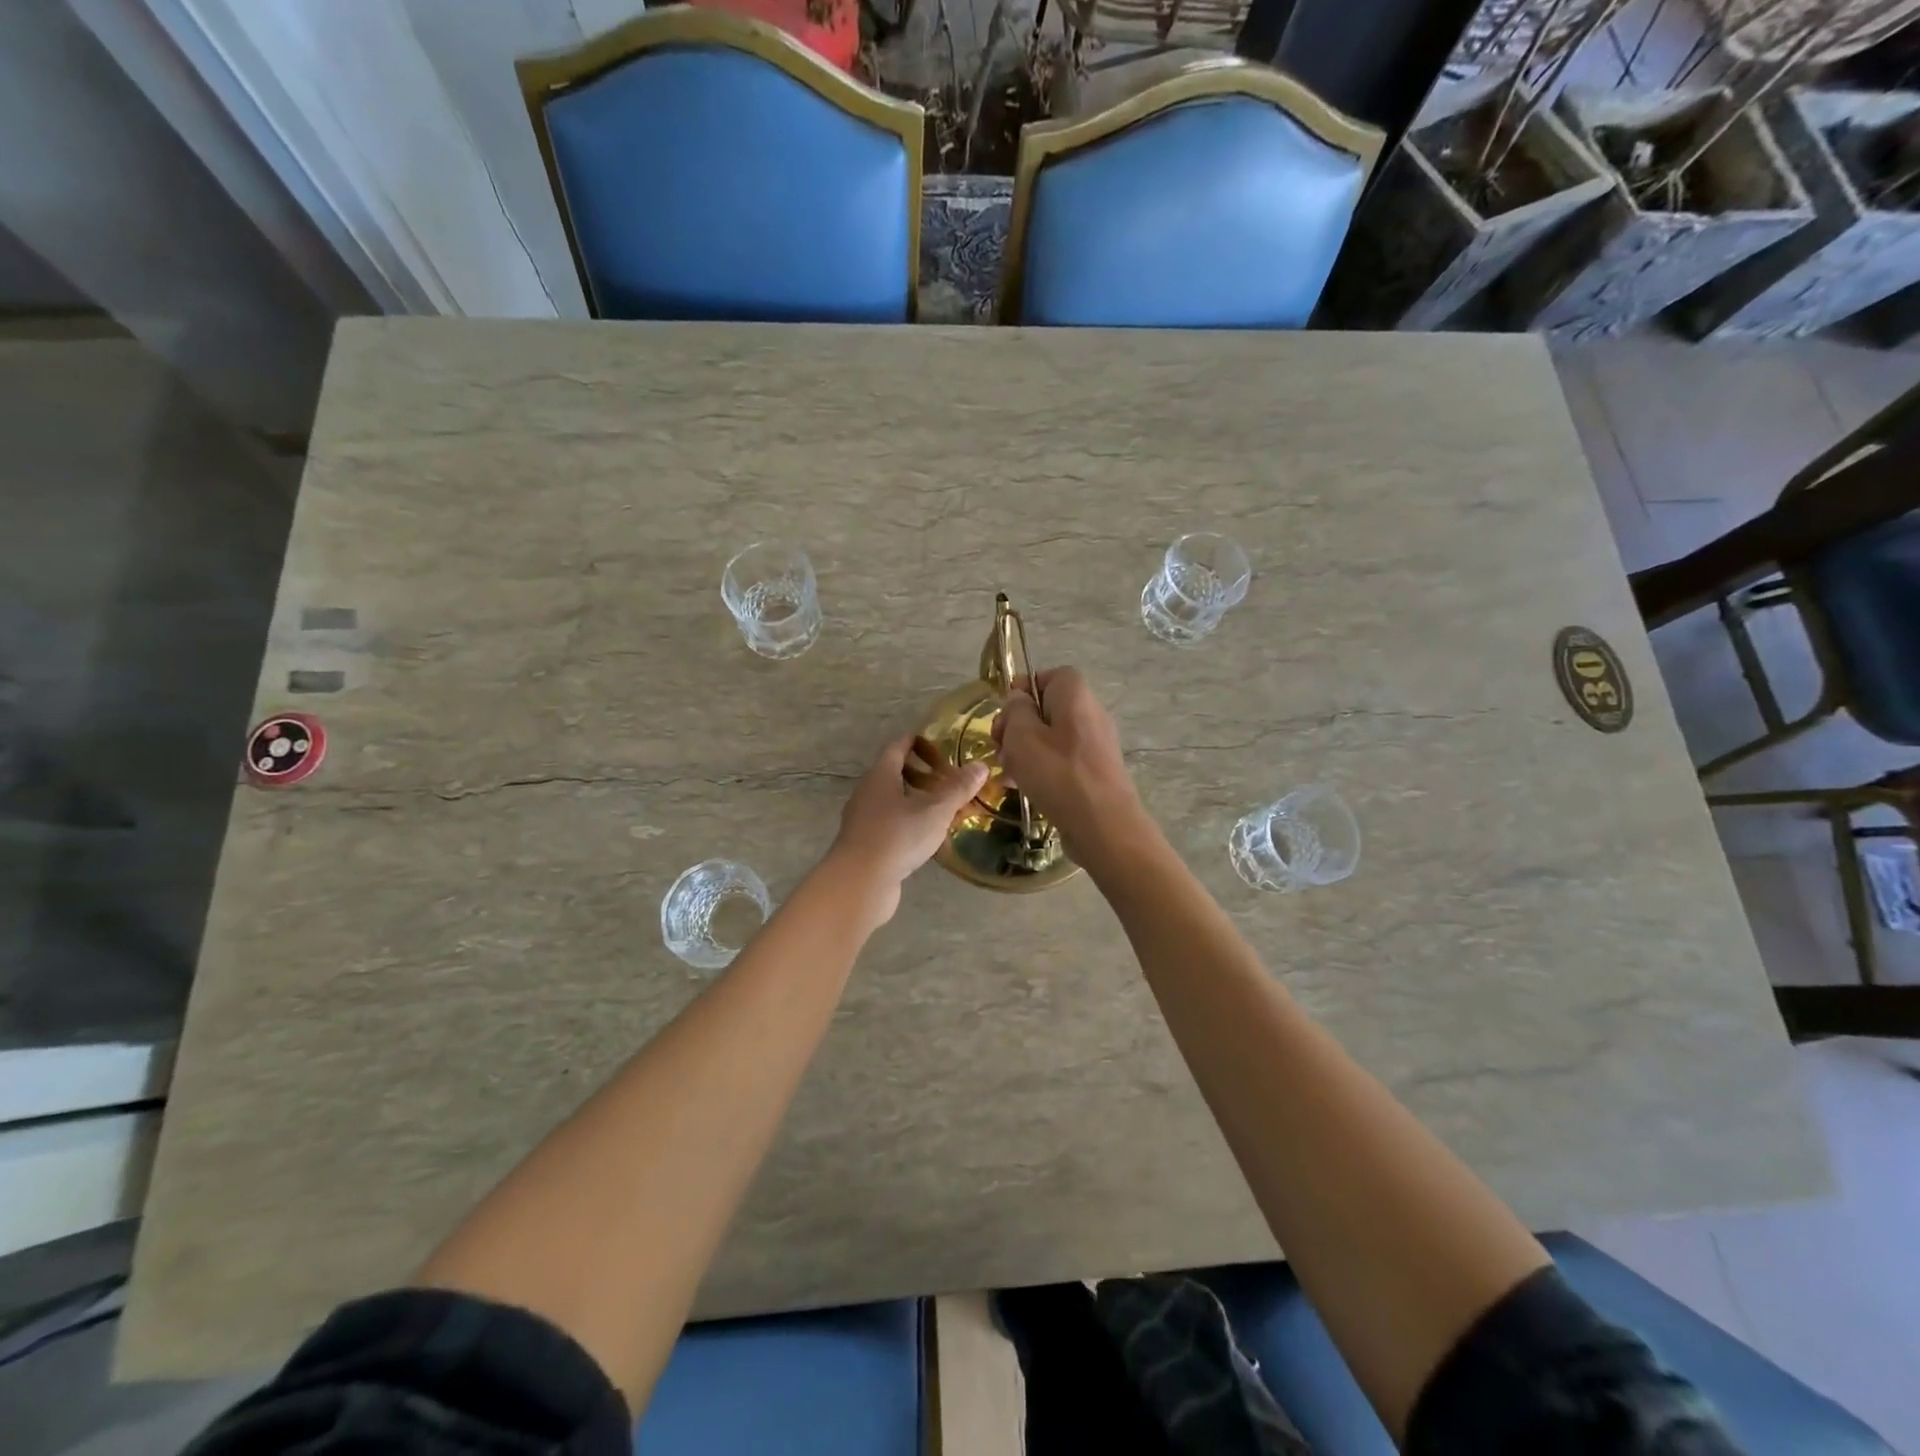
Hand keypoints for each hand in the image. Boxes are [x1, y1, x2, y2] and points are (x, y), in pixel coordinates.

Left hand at [827, 733, 987, 923]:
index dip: (918, 742)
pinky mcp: (865, 844)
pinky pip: (890, 824)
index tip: (941, 746)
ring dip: (916, 800)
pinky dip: (909, 823)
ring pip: (892, 801)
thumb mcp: (935, 810)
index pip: (898, 746)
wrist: (860, 882)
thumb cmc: (898, 836)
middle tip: (949, 780)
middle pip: (894, 773)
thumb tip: (981, 766)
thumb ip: (958, 788)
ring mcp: (863, 819)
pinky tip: (928, 837)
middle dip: (921, 774)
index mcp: (881, 775)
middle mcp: (868, 792)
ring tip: (944, 809)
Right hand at [992, 667, 1140, 857]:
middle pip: (1047, 709)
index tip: (1004, 713)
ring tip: (1006, 772)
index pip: (1049, 676)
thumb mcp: (1022, 736)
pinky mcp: (1095, 772)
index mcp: (1075, 695)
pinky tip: (1022, 788)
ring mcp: (1095, 745)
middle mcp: (1090, 713)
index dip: (1023, 690)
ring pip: (1051, 738)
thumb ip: (1015, 711)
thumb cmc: (1058, 774)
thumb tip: (1019, 700)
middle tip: (999, 747)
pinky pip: (1062, 761)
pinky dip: (1041, 769)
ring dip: (1025, 751)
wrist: (1103, 825)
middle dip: (1018, 726)